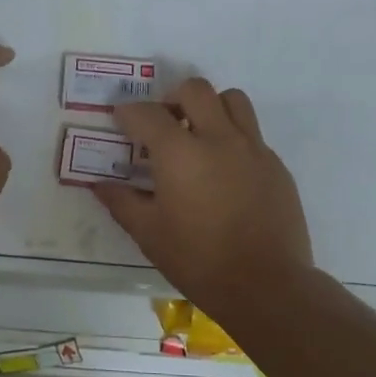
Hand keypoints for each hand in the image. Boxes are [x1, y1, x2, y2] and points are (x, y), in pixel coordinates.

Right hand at [93, 78, 313, 310]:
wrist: (267, 286)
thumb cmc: (200, 261)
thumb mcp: (150, 234)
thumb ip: (122, 203)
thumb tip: (99, 185)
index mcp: (180, 153)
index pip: (147, 113)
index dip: (128, 113)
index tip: (121, 120)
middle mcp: (218, 138)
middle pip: (195, 90)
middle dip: (172, 98)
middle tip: (163, 123)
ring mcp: (253, 149)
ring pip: (232, 100)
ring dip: (211, 107)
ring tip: (199, 134)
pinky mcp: (276, 165)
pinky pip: (252, 134)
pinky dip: (234, 139)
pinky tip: (226, 172)